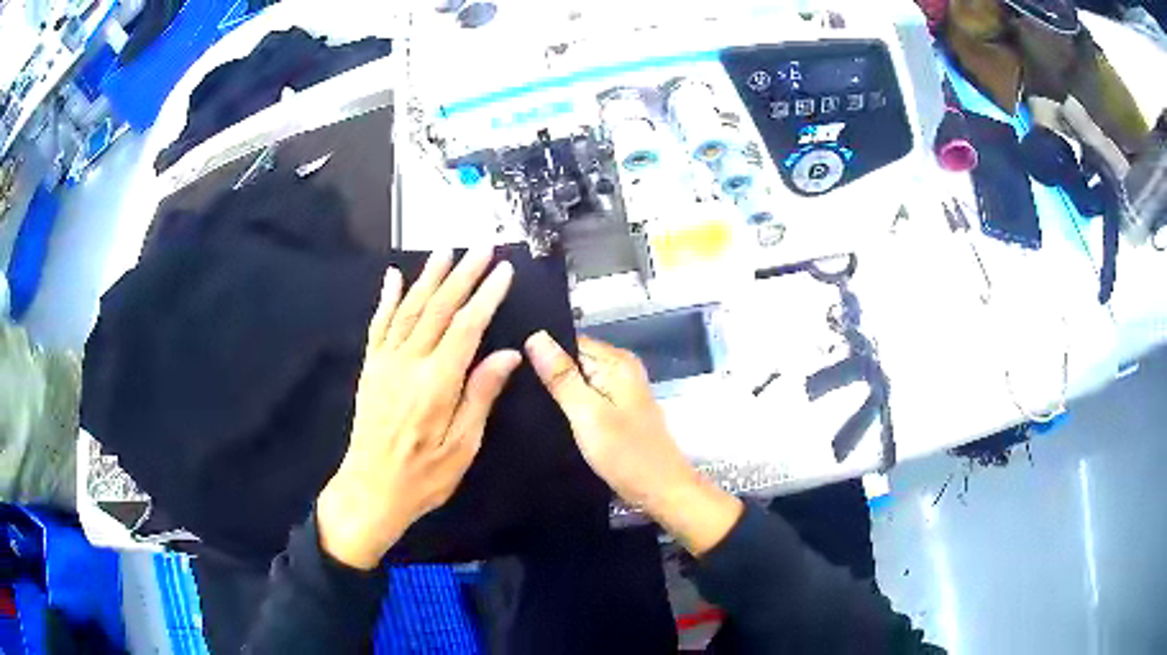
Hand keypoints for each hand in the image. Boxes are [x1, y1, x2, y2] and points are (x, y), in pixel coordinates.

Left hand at [317, 249, 520, 569]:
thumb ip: (481, 395)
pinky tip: (394, 277)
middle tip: (482, 247)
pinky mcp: (370, 367)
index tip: (504, 271)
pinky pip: (378, 325)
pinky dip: (387, 298)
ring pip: (409, 308)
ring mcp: (385, 362)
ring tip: (445, 250)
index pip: (467, 326)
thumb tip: (507, 354)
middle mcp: (409, 363)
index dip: (487, 296)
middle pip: (439, 308)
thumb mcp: (463, 446)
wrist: (371, 489)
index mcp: (437, 383)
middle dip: (463, 274)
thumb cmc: (424, 476)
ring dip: (429, 277)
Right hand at [524, 332, 742, 555]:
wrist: (661, 492)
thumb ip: (562, 377)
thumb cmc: (626, 454)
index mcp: (617, 362)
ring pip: (577, 381)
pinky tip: (546, 417)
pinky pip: (585, 398)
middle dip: (546, 372)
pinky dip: (568, 406)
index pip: (569, 341)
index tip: (509, 364)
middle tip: (510, 387)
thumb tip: (535, 336)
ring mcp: (620, 391)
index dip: (541, 351)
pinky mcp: (616, 411)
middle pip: (573, 359)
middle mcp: (620, 369)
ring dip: (555, 392)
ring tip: (519, 401)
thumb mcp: (588, 414)